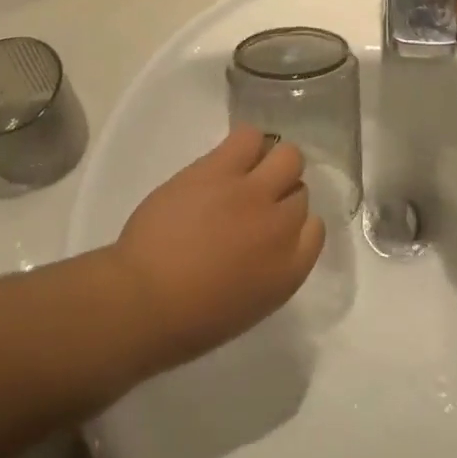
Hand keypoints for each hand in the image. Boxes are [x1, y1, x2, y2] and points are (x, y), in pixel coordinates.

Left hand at [110, 126, 323, 369]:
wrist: (142, 301)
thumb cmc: (187, 321)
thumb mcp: (247, 305)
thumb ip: (269, 268)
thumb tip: (264, 241)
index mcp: (289, 270)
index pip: (315, 228)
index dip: (294, 224)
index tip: (272, 228)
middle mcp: (281, 226)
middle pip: (301, 190)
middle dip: (282, 193)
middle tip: (256, 200)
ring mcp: (253, 193)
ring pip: (288, 156)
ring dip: (271, 164)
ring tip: (246, 172)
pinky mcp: (221, 169)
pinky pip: (249, 136)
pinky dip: (246, 144)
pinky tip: (229, 159)